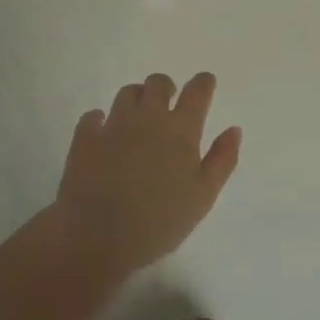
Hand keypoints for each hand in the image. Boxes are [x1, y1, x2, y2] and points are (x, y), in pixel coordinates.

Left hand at [53, 72, 241, 275]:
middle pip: (158, 83)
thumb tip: (234, 129)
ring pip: (127, 93)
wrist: (97, 237)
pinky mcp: (85, 138)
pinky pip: (93, 116)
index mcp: (180, 130)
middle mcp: (148, 118)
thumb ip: (222, 160)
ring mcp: (114, 125)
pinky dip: (100, 119)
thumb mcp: (203, 196)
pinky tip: (102, 131)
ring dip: (136, 98)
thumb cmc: (159, 221)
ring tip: (138, 116)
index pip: (197, 92)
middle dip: (166, 87)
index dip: (203, 83)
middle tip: (168, 101)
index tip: (205, 82)